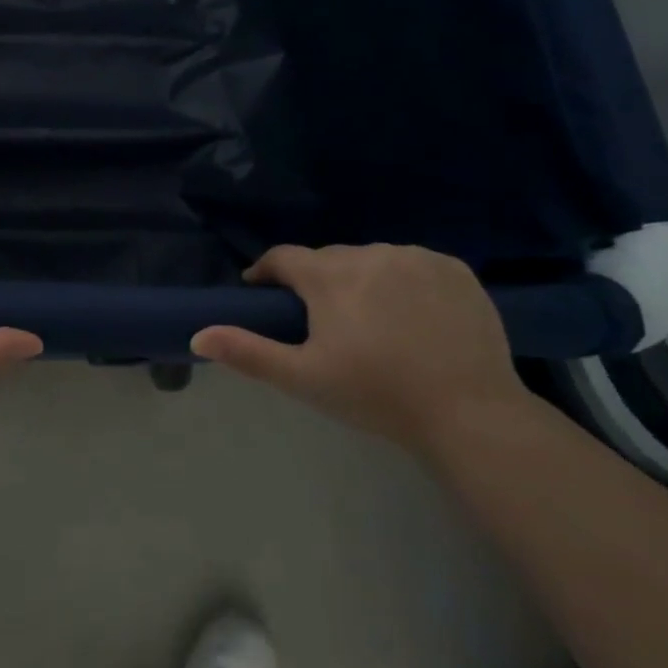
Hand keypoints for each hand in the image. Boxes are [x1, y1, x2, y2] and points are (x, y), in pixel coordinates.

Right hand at [191, 244, 526, 452]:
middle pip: (329, 259)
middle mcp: (370, 253)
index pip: (283, 258)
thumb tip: (197, 334)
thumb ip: (247, 352)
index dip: (267, 273)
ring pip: (372, 260)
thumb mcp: (304, 378)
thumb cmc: (377, 396)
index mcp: (329, 275)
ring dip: (363, 280)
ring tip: (373, 321)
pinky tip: (415, 316)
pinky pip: (414, 265)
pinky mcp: (455, 269)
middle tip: (325, 323)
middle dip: (318, 282)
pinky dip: (406, 281)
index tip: (264, 293)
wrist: (471, 414)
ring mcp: (416, 257)